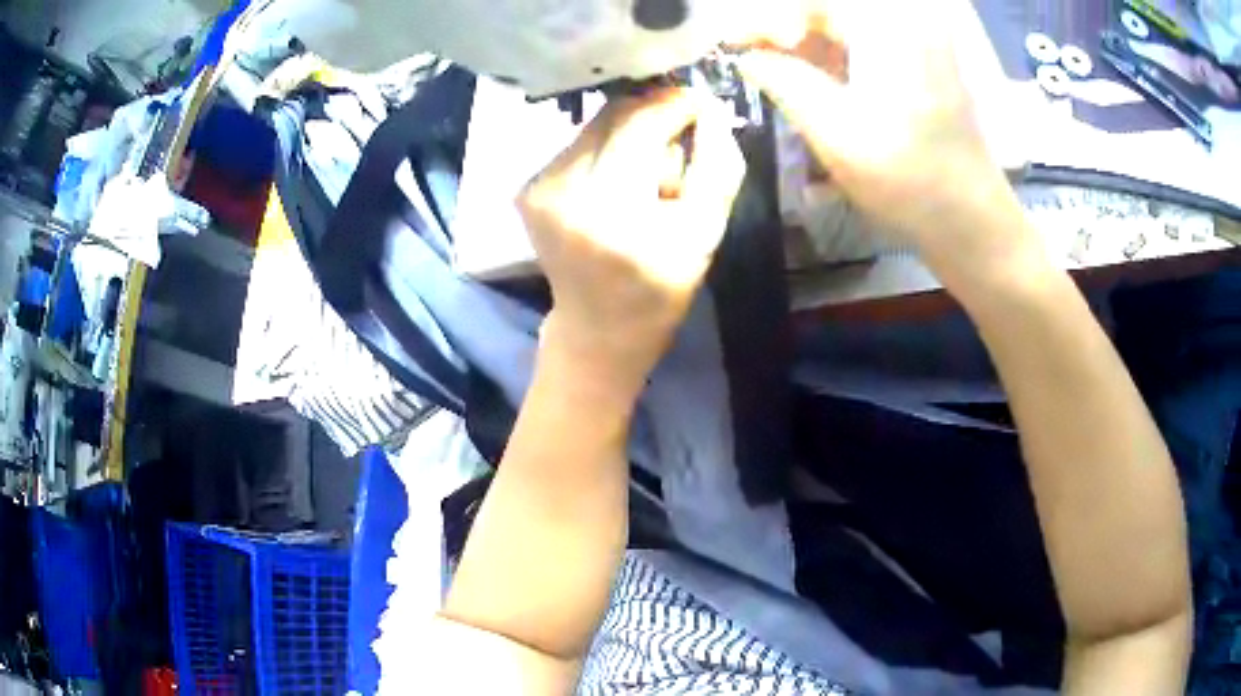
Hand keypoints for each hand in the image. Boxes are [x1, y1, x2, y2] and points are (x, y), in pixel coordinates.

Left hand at [518, 89, 744, 395]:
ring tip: (648, 174)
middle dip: (655, 117)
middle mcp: (563, 190)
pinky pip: (577, 143)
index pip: (641, 124)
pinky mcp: (526, 188)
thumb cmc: (660, 287)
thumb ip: (717, 166)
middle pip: (614, 116)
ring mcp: (537, 188)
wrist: (598, 327)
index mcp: (611, 208)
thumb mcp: (707, 233)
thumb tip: (711, 110)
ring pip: (595, 125)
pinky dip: (607, 149)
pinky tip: (619, 182)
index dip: (675, 103)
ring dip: (631, 133)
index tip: (703, 103)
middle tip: (682, 143)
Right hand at [734, 0, 1029, 268]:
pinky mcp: (921, 59)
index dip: (763, 18)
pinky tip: (810, 77)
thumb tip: (744, 54)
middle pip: (827, 8)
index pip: (811, 2)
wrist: (972, 222)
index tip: (730, 43)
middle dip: (782, 29)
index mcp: (889, 24)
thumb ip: (781, 79)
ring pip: (842, 22)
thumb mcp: (834, 129)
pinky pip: (862, 39)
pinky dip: (830, 53)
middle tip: (748, 58)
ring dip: (804, 41)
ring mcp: (918, 37)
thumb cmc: (909, 180)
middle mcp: (907, 19)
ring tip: (772, 71)